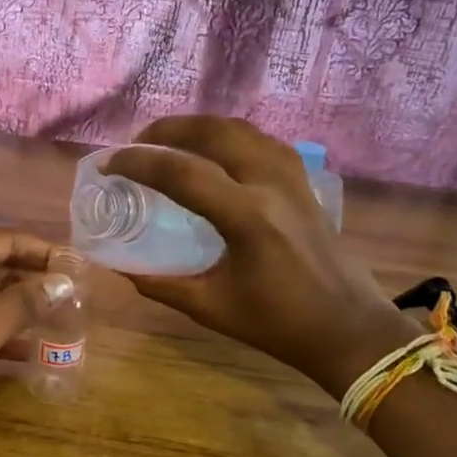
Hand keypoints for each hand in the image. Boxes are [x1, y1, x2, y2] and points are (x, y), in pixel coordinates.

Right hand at [105, 117, 411, 393]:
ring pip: (241, 129)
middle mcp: (270, 185)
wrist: (348, 329)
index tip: (109, 166)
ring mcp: (292, 179)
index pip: (181, 172)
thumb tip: (121, 268)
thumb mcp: (211, 308)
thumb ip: (161, 285)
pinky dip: (231, 136)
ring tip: (171, 140)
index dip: (138, 163)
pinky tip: (217, 151)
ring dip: (200, 127)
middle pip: (213, 132)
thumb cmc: (278, 324)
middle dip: (168, 130)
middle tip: (137, 144)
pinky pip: (263, 142)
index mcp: (246, 217)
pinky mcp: (305, 183)